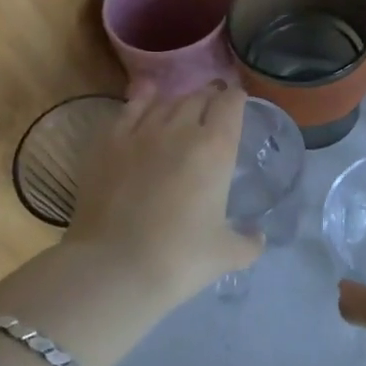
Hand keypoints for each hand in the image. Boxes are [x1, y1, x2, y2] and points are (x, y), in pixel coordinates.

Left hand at [0, 82, 259, 365]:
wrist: (112, 269)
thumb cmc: (179, 259)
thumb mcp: (226, 254)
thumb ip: (248, 242)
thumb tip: (258, 237)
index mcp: (216, 147)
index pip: (231, 103)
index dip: (237, 100)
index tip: (238, 107)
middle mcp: (180, 129)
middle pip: (199, 97)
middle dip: (209, 100)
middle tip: (212, 113)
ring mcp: (141, 133)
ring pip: (165, 101)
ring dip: (179, 103)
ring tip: (182, 112)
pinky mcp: (107, 143)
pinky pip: (130, 109)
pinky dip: (142, 101)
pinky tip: (145, 100)